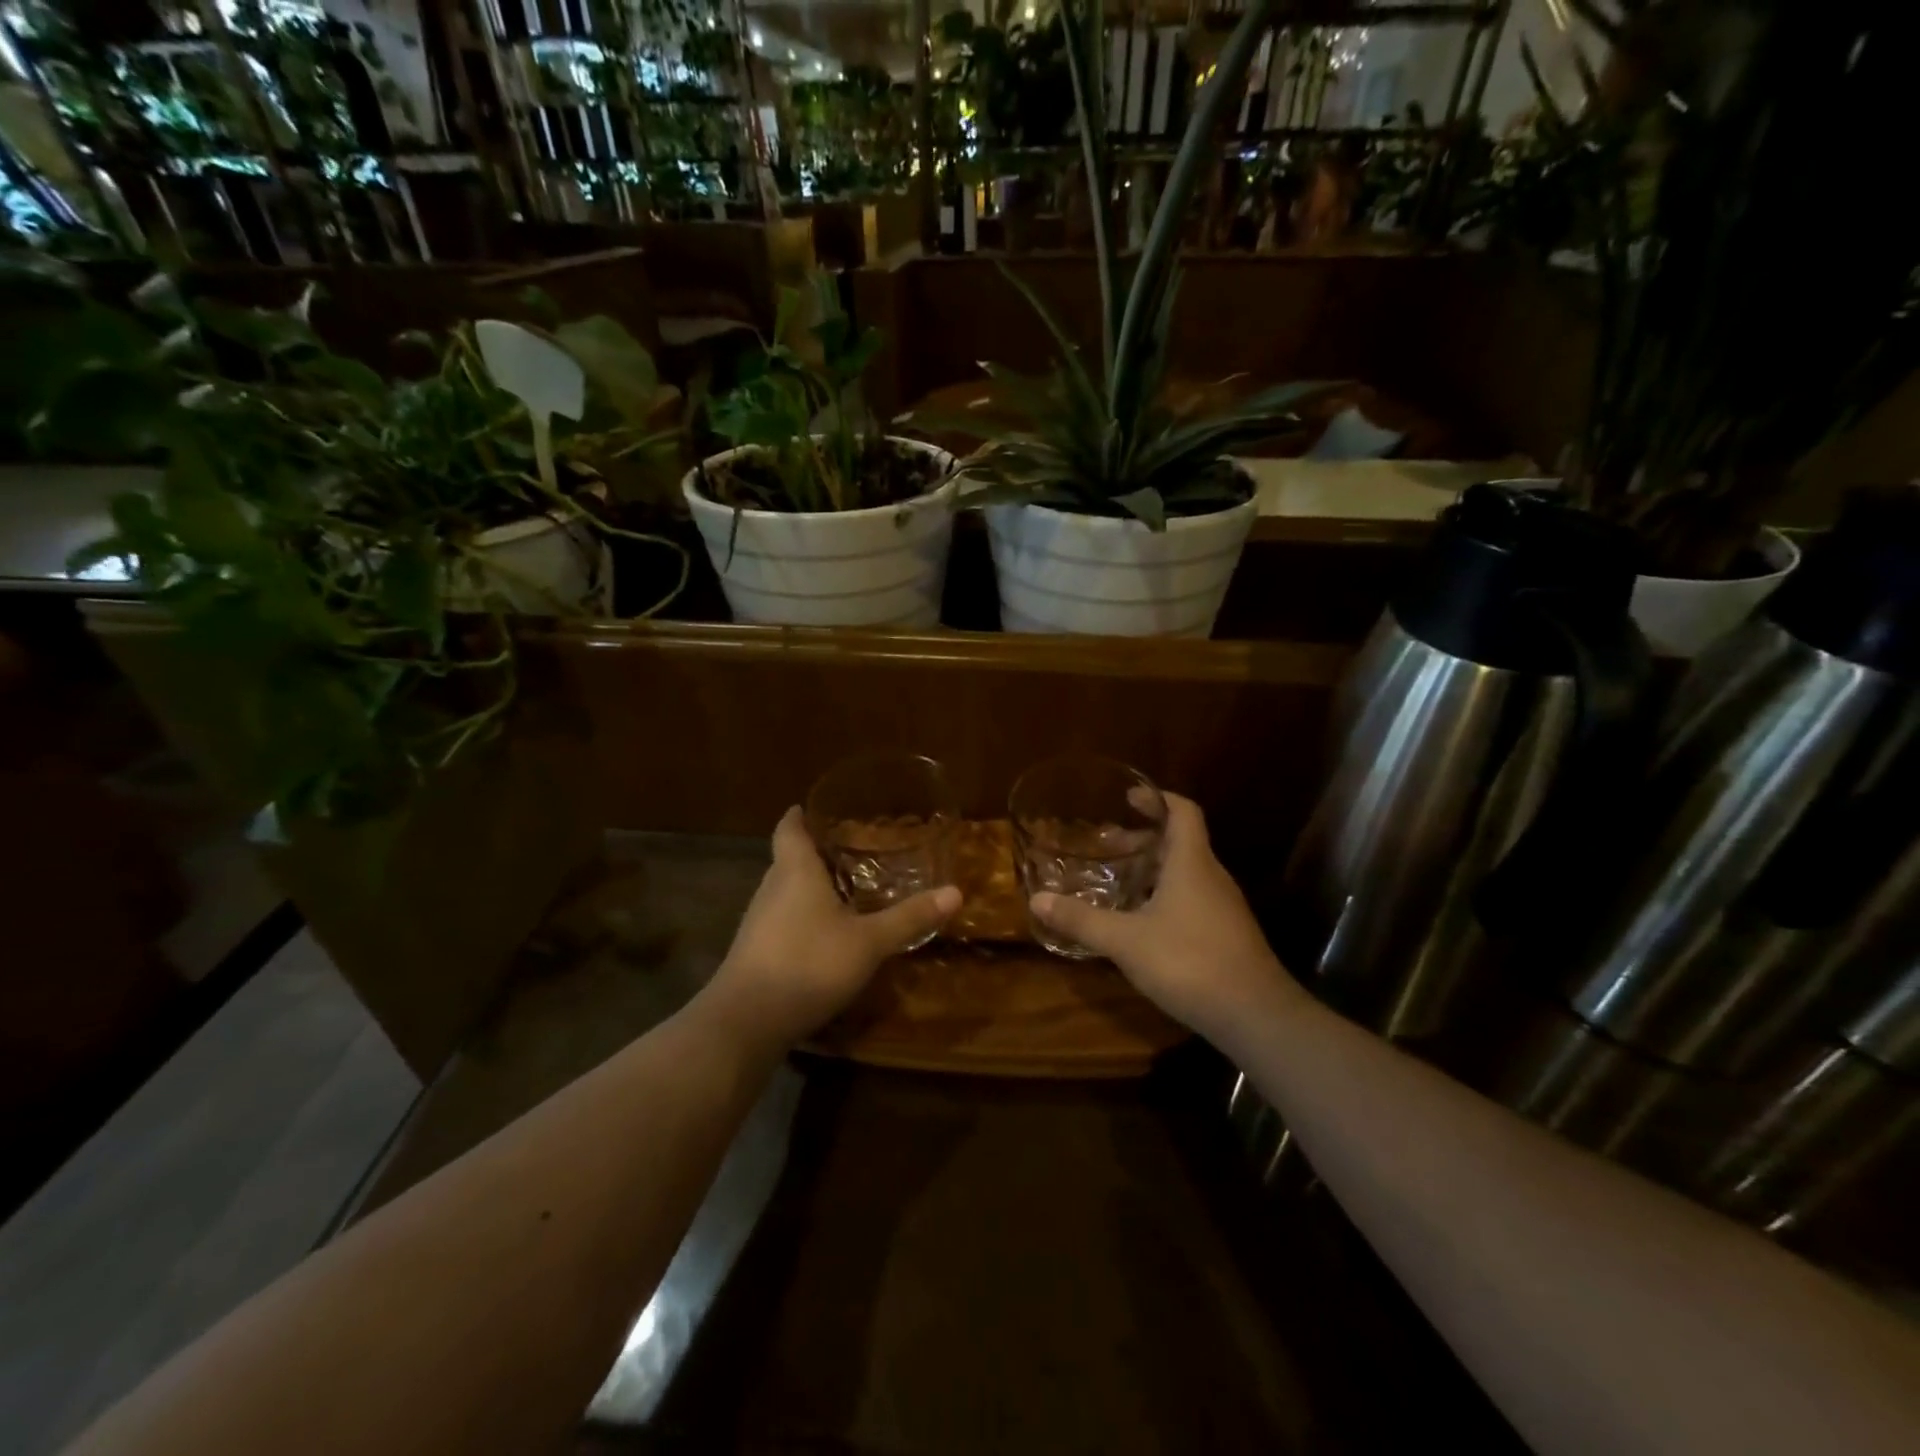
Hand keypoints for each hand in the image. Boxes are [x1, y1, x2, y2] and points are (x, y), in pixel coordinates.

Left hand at [705, 806, 960, 1048]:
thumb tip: (956, 892)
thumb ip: (909, 918)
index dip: (800, 816)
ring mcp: (758, 922)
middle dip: (815, 852)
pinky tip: (825, 933)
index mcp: (794, 871)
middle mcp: (771, 889)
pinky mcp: (755, 952)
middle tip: (850, 848)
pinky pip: (781, 920)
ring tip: (844, 888)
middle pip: (788, 859)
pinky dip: (802, 917)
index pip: (789, 829)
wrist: (746, 1022)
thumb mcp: (868, 942)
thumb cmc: (808, 963)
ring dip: (809, 887)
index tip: (812, 807)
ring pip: (784, 891)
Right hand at [1029, 793, 1297, 1043]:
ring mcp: (1223, 907)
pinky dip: (1165, 895)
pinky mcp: (1226, 934)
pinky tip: (1141, 922)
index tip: (1129, 797)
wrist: (1255, 1015)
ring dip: (1153, 869)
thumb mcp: (1126, 941)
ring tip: (1118, 881)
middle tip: (1106, 846)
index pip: (1183, 811)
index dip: (1157, 798)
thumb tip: (1037, 899)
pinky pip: (1192, 899)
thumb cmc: (1189, 962)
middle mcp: (1211, 876)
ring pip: (1186, 873)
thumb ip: (1082, 920)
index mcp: (1191, 863)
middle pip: (1180, 842)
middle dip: (1143, 839)